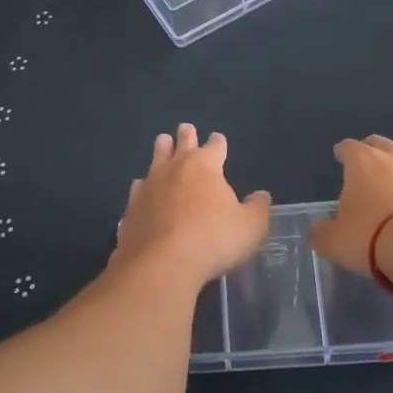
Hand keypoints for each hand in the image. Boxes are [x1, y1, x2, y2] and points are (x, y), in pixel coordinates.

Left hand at [113, 124, 270, 286]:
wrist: (161, 264)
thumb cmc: (213, 239)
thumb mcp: (250, 227)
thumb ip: (257, 208)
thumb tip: (261, 195)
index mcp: (204, 166)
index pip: (215, 147)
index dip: (218, 143)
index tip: (218, 139)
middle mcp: (174, 168)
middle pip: (181, 144)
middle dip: (186, 136)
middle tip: (186, 128)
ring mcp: (149, 186)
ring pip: (155, 160)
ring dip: (161, 150)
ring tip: (162, 142)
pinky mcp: (131, 208)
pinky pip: (138, 189)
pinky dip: (143, 186)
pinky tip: (141, 188)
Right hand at [308, 134, 392, 277]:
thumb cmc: (371, 237)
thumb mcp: (334, 242)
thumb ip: (322, 234)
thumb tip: (317, 232)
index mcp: (363, 163)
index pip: (349, 147)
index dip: (343, 151)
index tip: (339, 155)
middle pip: (382, 144)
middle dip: (373, 150)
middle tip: (366, 161)